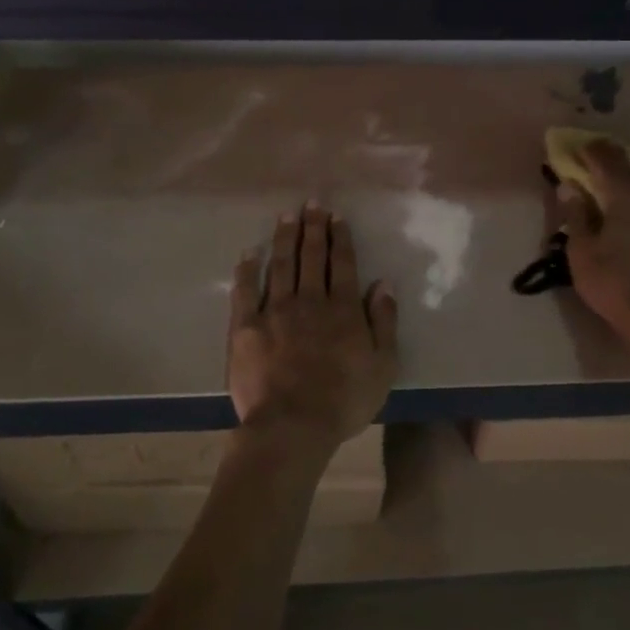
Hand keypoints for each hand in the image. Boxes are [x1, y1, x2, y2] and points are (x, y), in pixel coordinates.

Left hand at [228, 204, 397, 447]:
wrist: (292, 425)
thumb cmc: (344, 400)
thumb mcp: (383, 366)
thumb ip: (384, 322)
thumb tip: (383, 284)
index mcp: (343, 309)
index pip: (342, 264)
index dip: (339, 238)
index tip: (336, 216)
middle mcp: (309, 300)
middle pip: (311, 257)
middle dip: (313, 228)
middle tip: (312, 204)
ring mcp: (275, 311)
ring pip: (281, 265)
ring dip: (285, 238)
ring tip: (286, 216)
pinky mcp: (246, 327)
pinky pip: (245, 291)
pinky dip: (247, 269)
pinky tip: (249, 252)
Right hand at [559, 139, 629, 343]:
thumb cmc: (611, 279)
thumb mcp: (581, 248)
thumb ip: (575, 213)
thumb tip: (569, 186)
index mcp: (624, 195)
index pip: (605, 160)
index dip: (588, 151)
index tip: (572, 148)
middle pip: (629, 164)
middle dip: (608, 157)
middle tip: (587, 158)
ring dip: (623, 175)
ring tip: (604, 182)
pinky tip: (623, 208)